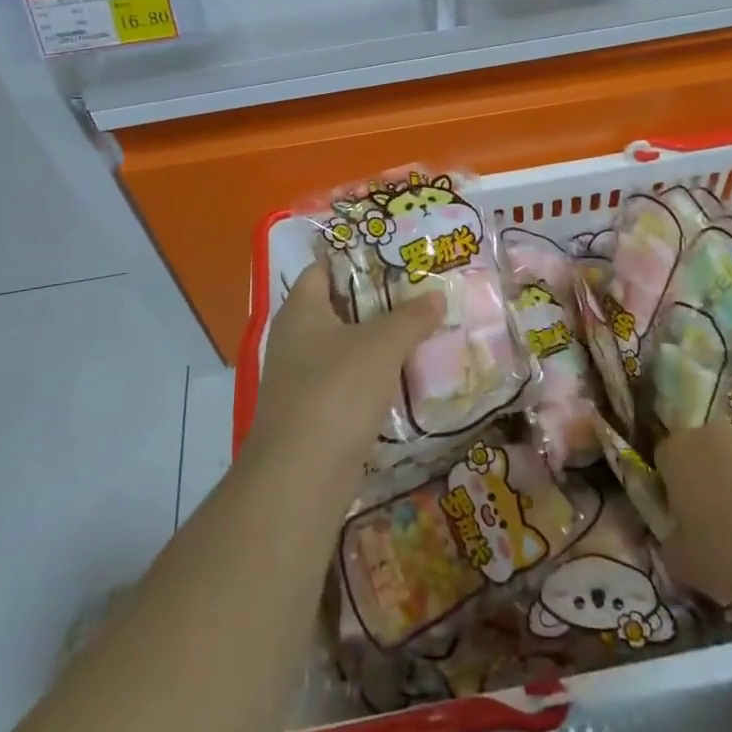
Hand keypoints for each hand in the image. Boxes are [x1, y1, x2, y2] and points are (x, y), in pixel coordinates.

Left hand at [248, 260, 444, 473]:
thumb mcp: (382, 345)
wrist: (301, 477)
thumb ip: (411, 317)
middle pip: (338, 306)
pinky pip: (347, 382)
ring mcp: (301, 378)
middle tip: (419, 292)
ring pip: (345, 346)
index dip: (357, 258)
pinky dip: (373, 376)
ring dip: (378, 341)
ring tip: (421, 331)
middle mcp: (294, 338)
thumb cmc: (337, 390)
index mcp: (301, 309)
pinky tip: (405, 378)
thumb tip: (436, 296)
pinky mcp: (313, 413)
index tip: (395, 255)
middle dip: (377, 301)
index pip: (324, 268)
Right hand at [655, 419, 731, 607]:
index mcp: (678, 450)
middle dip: (705, 485)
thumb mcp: (684, 564)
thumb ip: (670, 546)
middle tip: (716, 529)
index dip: (669, 493)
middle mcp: (712, 434)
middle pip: (701, 457)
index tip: (683, 525)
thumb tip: (675, 542)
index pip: (663, 461)